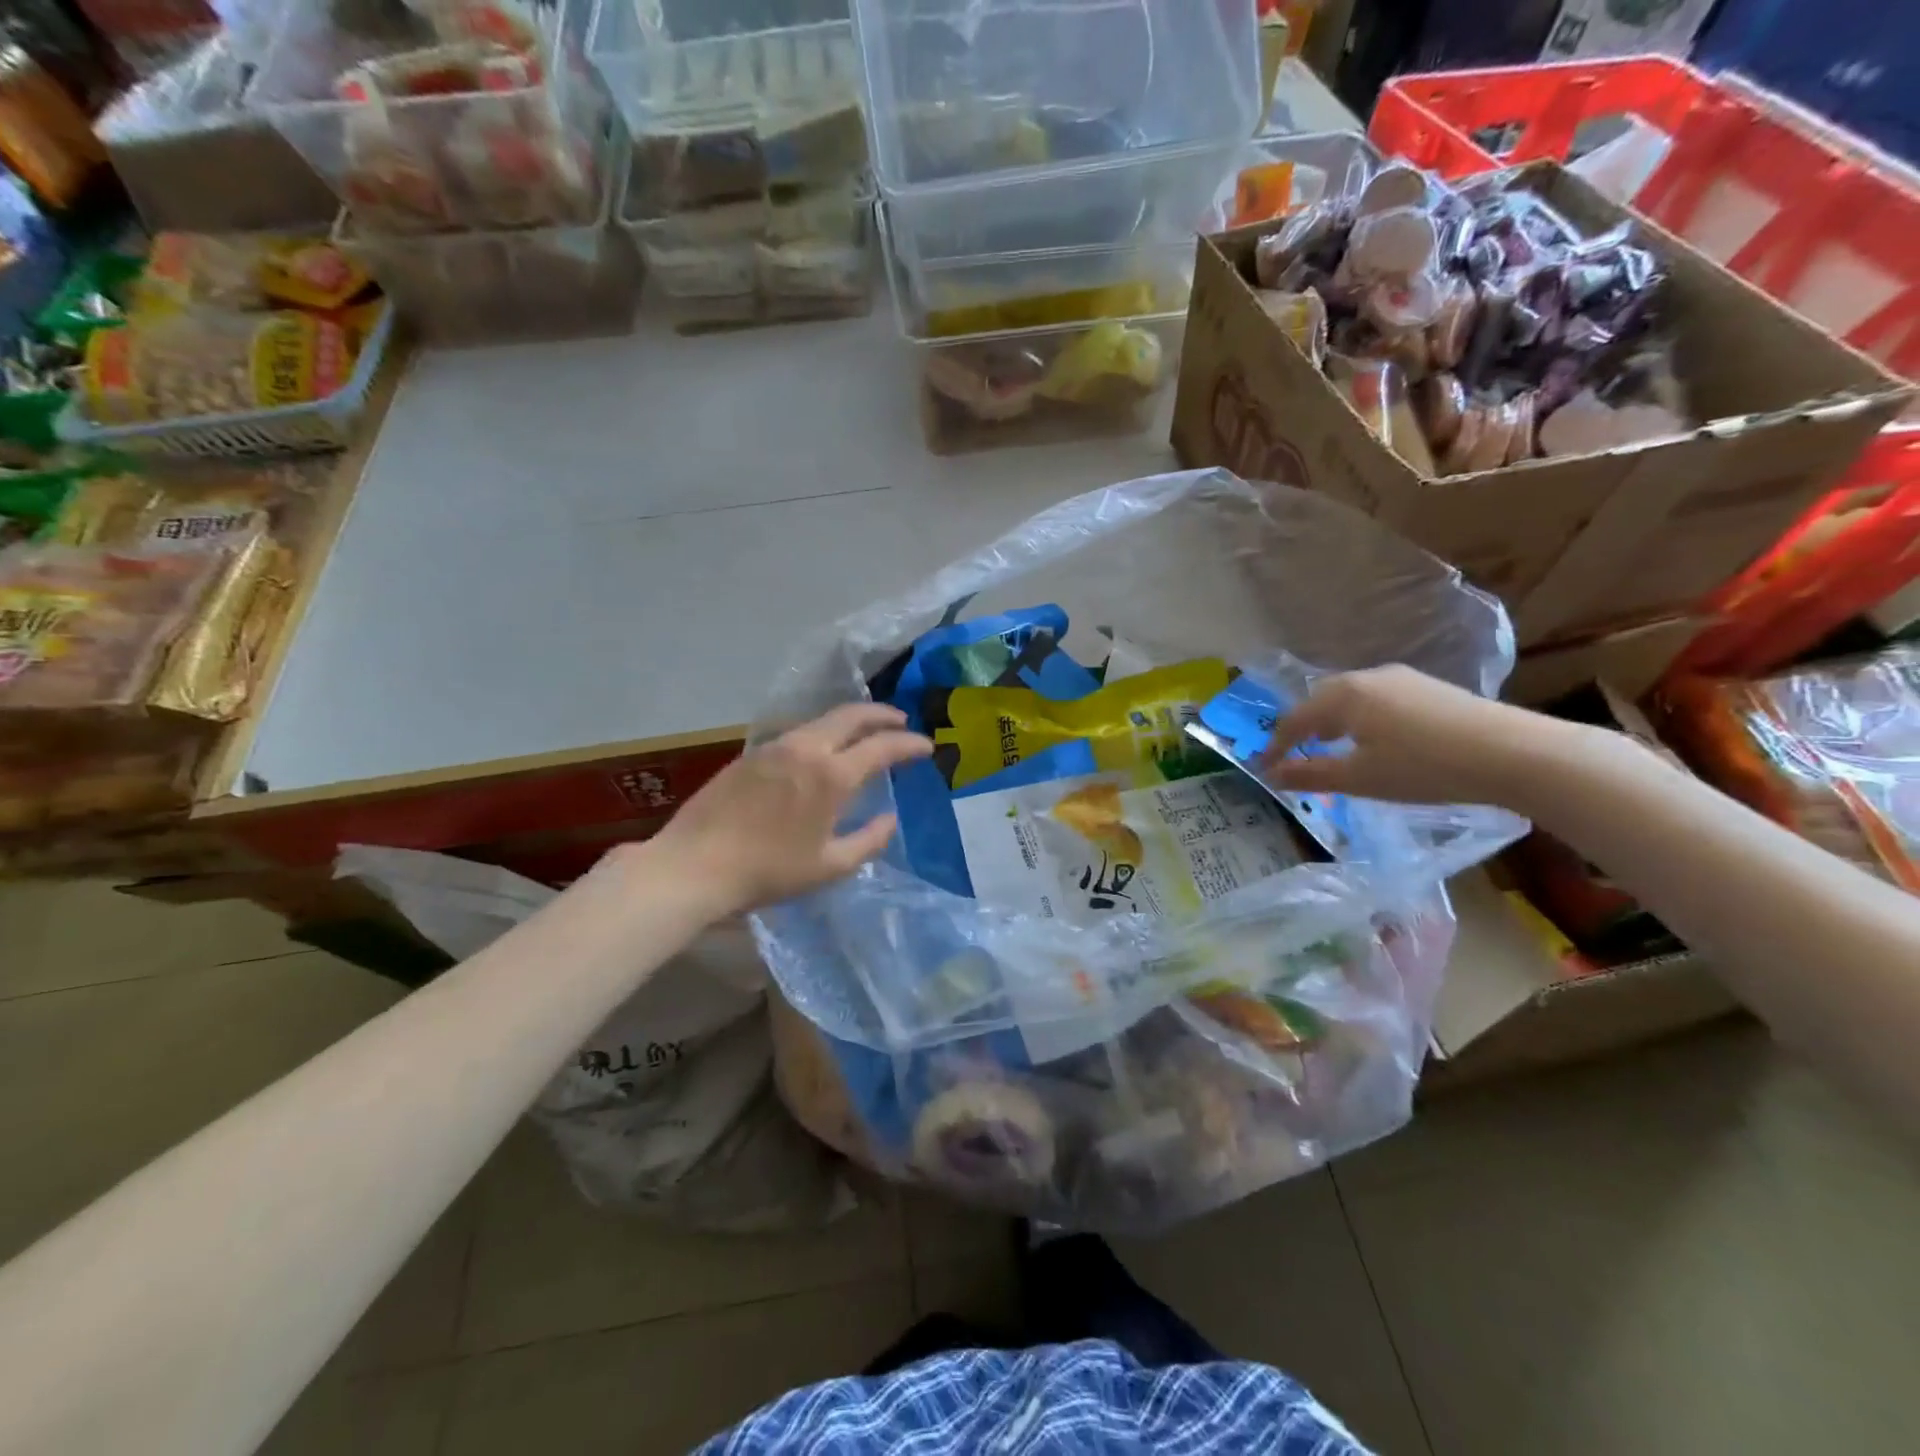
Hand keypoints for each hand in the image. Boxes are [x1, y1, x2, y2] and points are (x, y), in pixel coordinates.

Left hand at [649, 704, 932, 917]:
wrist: (694, 865)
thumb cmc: (769, 871)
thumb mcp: (830, 866)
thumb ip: (869, 840)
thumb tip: (890, 818)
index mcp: (831, 775)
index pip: (882, 746)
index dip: (909, 743)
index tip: (927, 747)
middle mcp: (806, 748)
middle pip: (852, 715)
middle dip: (882, 715)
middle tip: (901, 722)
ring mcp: (774, 747)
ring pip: (822, 720)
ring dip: (851, 721)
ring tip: (864, 733)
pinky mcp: (751, 754)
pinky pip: (798, 733)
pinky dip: (822, 732)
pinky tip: (822, 750)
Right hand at [1257, 665, 1576, 807]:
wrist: (1513, 753)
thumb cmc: (1423, 767)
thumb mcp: (1359, 778)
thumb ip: (1311, 774)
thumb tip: (1272, 775)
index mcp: (1344, 695)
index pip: (1295, 718)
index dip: (1277, 745)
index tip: (1265, 768)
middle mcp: (1368, 677)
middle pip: (1321, 699)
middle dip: (1304, 726)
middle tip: (1296, 752)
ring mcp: (1402, 679)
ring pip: (1351, 697)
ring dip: (1334, 721)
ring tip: (1333, 746)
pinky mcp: (1429, 688)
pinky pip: (1377, 699)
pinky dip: (1361, 718)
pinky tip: (1375, 739)